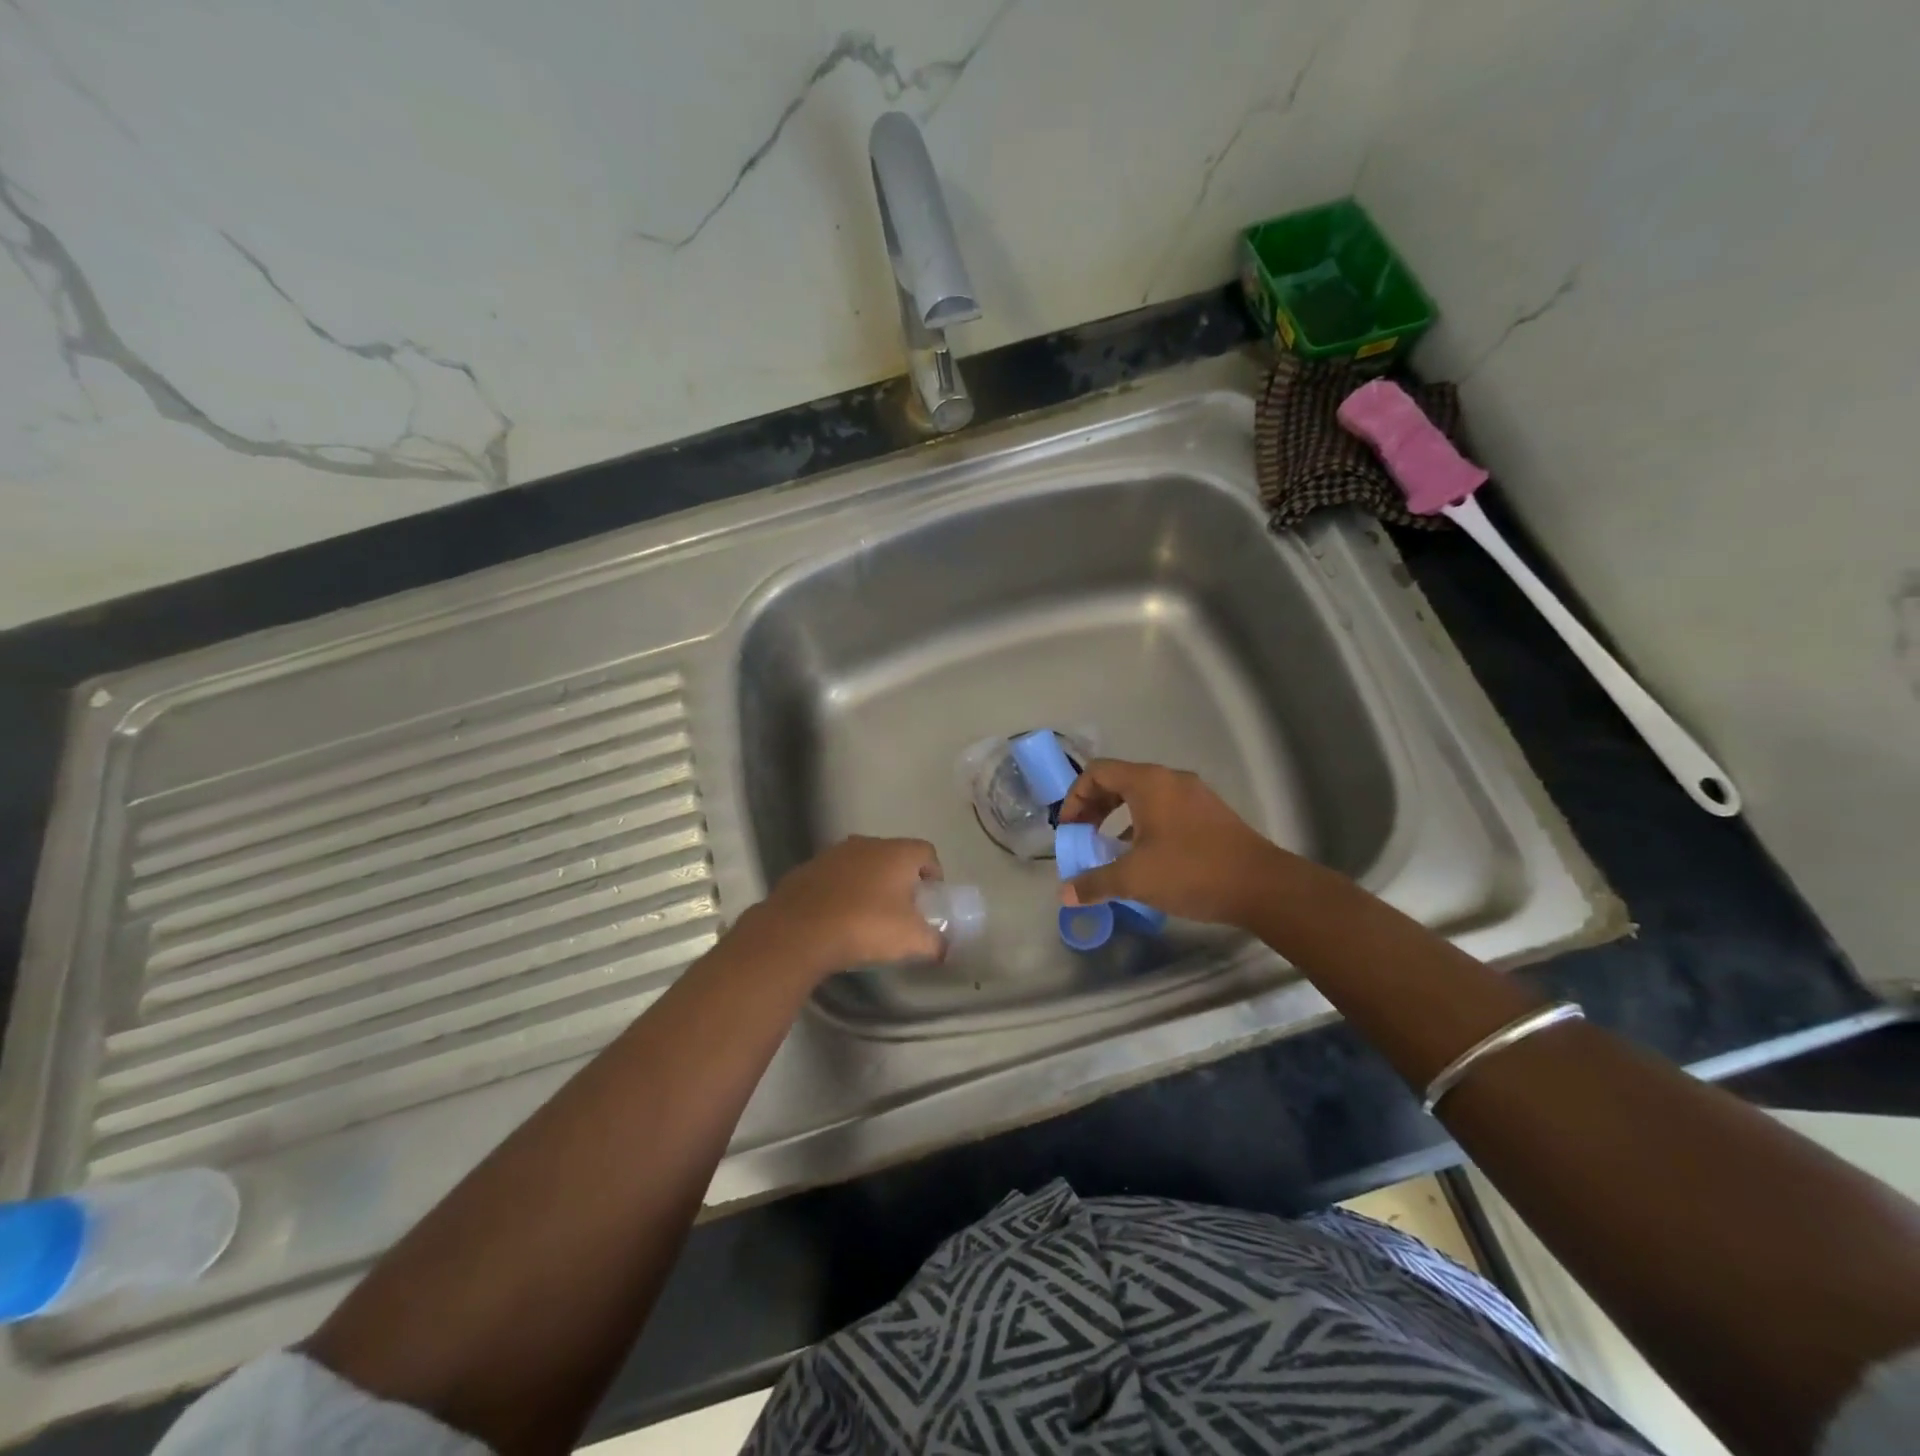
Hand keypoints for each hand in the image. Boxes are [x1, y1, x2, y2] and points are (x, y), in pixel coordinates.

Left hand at [738, 835, 945, 979]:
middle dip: (900, 879)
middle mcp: (866, 844)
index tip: (931, 898)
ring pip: (861, 864)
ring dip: (868, 883)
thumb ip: (934, 942)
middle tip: (901, 909)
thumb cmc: (865, 926)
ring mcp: (832, 854)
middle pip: (893, 855)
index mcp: (896, 853)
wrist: (798, 931)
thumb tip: (943, 948)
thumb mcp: (910, 940)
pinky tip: (836, 917)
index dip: (934, 873)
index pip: (926, 852)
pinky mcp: (806, 869)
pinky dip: (840, 891)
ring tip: (867, 914)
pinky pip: (833, 877)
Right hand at [1056, 760, 1287, 927]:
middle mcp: (1170, 779)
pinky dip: (1142, 823)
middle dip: (1094, 806)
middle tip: (1083, 835)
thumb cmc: (1191, 871)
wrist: (1262, 886)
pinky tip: (1143, 855)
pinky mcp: (1209, 813)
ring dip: (1117, 816)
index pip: (1098, 772)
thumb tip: (1065, 894)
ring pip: (1143, 795)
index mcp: (1149, 783)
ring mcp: (1194, 795)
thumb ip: (1095, 883)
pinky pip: (1164, 808)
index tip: (1069, 828)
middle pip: (1119, 780)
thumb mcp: (1135, 878)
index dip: (1075, 797)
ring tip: (1108, 847)